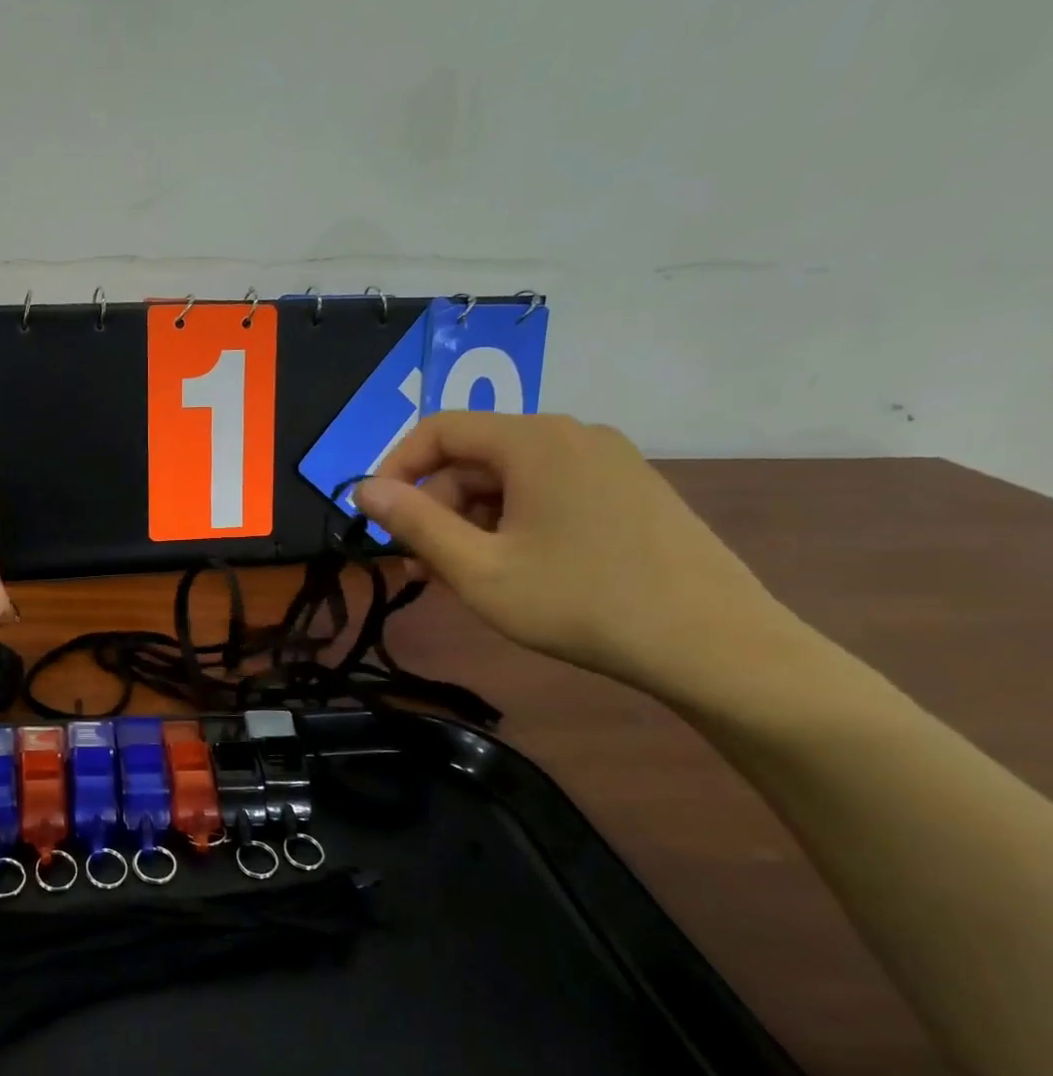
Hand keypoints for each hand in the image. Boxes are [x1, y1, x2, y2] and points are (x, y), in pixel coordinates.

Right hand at [354, 413, 797, 698]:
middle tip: (418, 567)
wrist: (714, 645)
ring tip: (460, 578)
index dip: (395, 470)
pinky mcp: (629, 491)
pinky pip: (546, 493)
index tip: (376, 520)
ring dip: (470, 523)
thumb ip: (414, 524)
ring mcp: (607, 462)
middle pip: (475, 457)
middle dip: (435, 508)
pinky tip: (510, 571)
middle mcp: (572, 435)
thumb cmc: (580, 603)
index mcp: (534, 441)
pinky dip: (511, 525)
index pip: (439, 430)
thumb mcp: (478, 570)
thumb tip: (362, 488)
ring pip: (510, 479)